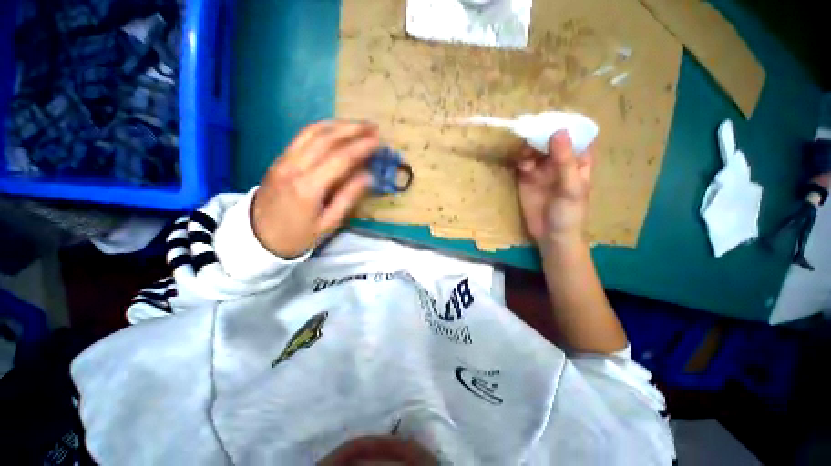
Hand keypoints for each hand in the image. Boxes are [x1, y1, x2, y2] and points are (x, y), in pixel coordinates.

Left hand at [252, 121, 379, 257]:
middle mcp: (294, 167)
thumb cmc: (298, 235)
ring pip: (312, 132)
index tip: (378, 140)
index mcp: (308, 187)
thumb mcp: (328, 223)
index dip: (361, 147)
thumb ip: (348, 198)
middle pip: (326, 138)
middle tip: (372, 127)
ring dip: (338, 125)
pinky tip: (336, 130)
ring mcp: (284, 160)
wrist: (258, 237)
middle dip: (352, 129)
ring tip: (358, 125)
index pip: (340, 159)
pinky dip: (322, 128)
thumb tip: (367, 176)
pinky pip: (302, 136)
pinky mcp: (279, 158)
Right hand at [516, 131, 593, 245]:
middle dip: (541, 134)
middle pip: (550, 141)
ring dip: (528, 148)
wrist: (551, 235)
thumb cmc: (569, 213)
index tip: (551, 116)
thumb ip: (564, 161)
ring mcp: (541, 171)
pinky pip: (522, 164)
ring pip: (534, 151)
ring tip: (525, 152)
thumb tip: (557, 131)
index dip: (565, 124)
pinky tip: (521, 165)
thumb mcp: (571, 187)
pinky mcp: (526, 179)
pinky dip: (520, 161)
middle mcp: (559, 162)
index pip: (574, 135)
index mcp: (577, 161)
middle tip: (530, 131)